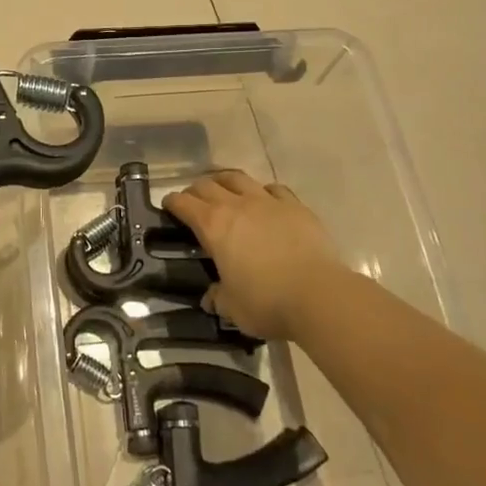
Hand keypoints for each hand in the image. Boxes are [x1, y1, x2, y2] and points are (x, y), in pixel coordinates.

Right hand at [162, 172, 347, 339]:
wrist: (318, 294)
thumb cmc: (267, 302)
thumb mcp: (233, 308)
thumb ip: (218, 298)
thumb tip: (210, 298)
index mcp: (213, 226)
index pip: (184, 204)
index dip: (173, 202)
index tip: (168, 205)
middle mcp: (237, 205)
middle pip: (208, 185)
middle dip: (195, 190)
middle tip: (193, 200)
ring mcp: (267, 201)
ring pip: (238, 178)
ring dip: (225, 181)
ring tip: (223, 188)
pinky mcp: (295, 206)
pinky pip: (273, 189)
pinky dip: (263, 191)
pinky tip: (265, 200)